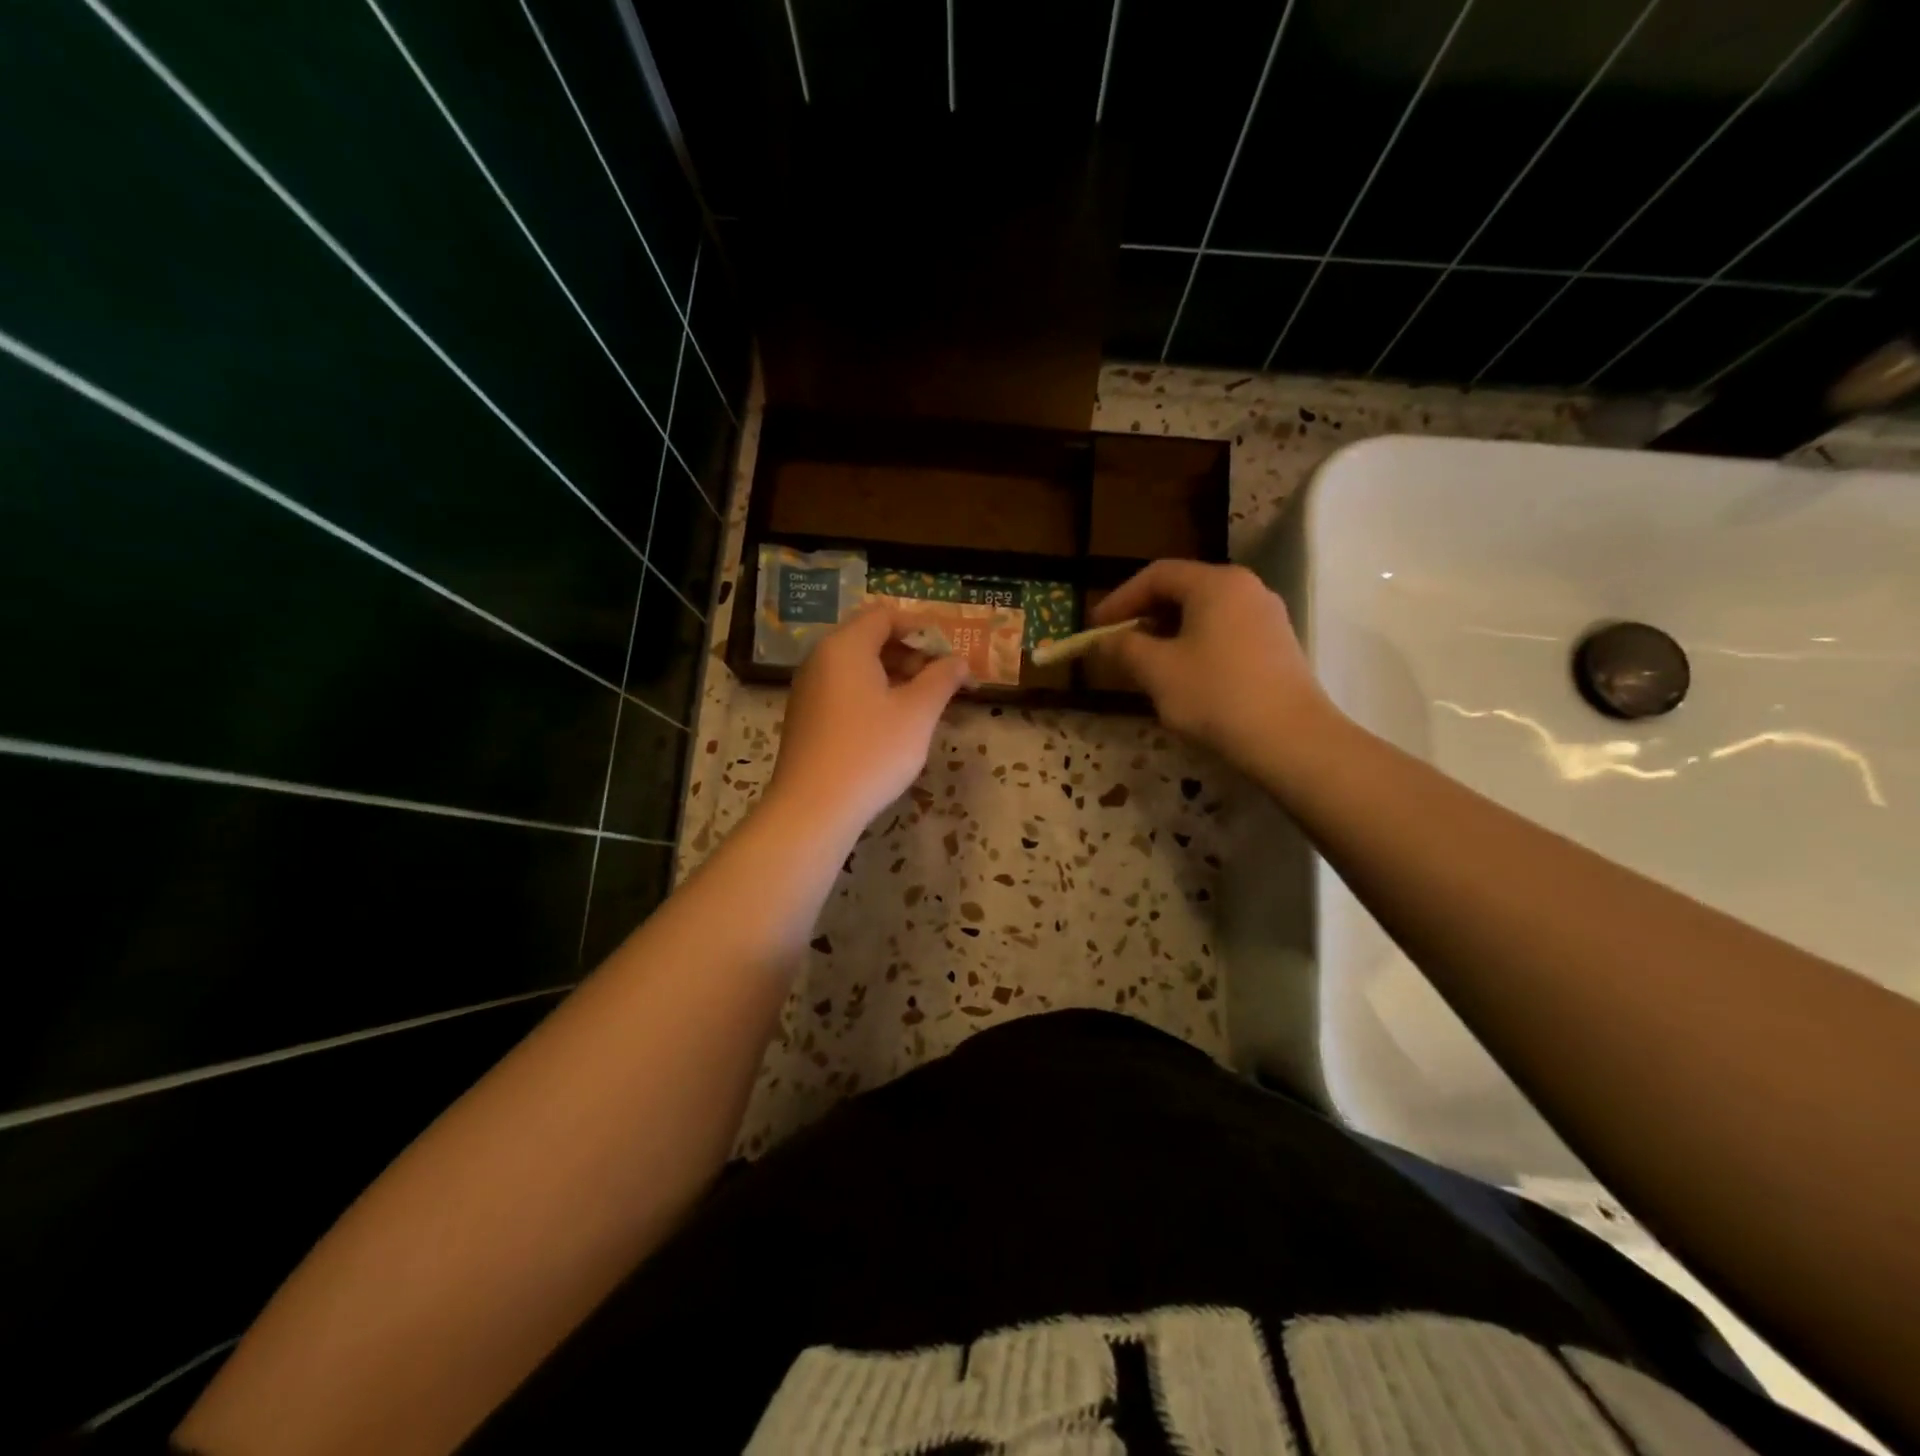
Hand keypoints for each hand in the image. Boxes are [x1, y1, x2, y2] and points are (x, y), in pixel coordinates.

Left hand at [763, 604, 971, 841]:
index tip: (949, 652)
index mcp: (845, 647)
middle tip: (941, 681)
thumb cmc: (870, 752)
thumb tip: (958, 661)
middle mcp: (820, 660)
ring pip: (857, 667)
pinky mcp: (806, 718)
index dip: (921, 628)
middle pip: (869, 639)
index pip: (884, 615)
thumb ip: (941, 679)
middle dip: (910, 653)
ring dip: (893, 676)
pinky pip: (844, 691)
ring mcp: (808, 690)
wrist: (813, 808)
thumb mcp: (917, 713)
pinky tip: (892, 725)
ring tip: (923, 704)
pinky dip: (872, 695)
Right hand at [1089, 560, 1335, 773]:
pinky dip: (1195, 645)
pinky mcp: (1277, 646)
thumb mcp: (1157, 671)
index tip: (1095, 628)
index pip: (1156, 575)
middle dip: (1144, 616)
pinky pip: (1224, 633)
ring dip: (1168, 633)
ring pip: (1204, 614)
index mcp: (1216, 583)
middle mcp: (1245, 589)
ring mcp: (1266, 617)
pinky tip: (1183, 677)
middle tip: (1117, 644)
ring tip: (1145, 664)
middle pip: (1182, 590)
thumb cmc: (1216, 695)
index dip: (1120, 599)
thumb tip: (1103, 641)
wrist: (1291, 739)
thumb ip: (1124, 648)